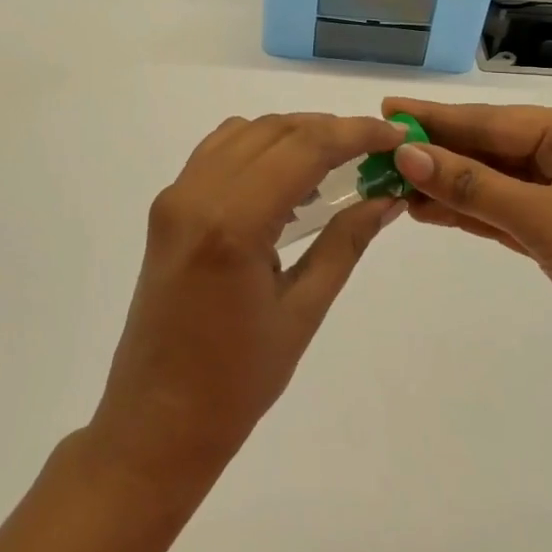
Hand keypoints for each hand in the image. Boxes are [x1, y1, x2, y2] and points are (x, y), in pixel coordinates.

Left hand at [86, 113, 408, 491]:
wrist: (156, 422)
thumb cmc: (236, 382)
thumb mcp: (302, 312)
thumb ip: (346, 243)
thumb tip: (388, 198)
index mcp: (233, 224)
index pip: (304, 147)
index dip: (355, 133)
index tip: (394, 137)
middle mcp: (197, 195)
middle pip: (274, 130)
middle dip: (329, 130)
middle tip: (373, 152)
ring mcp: (175, 198)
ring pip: (244, 133)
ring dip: (292, 135)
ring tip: (335, 165)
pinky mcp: (166, 209)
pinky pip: (217, 154)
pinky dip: (257, 150)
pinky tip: (285, 183)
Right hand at [382, 98, 551, 403]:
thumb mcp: (548, 219)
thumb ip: (475, 187)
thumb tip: (408, 154)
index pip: (494, 121)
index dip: (437, 118)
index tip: (387, 111)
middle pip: (491, 150)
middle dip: (437, 151)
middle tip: (377, 149)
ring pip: (493, 185)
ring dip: (446, 185)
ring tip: (390, 182)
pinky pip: (503, 217)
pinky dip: (467, 214)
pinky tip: (427, 211)